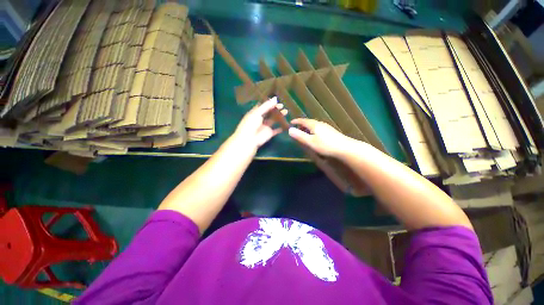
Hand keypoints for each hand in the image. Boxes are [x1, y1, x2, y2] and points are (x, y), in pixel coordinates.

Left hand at [232, 97, 287, 150]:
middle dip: (276, 109)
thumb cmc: (251, 124)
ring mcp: (265, 126)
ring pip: (274, 120)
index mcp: (255, 113)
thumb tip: (276, 98)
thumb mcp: (257, 113)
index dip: (269, 103)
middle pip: (269, 113)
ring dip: (279, 116)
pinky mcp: (269, 133)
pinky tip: (287, 123)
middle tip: (283, 106)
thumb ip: (266, 106)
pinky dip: (281, 127)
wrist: (249, 139)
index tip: (277, 100)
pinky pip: (276, 130)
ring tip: (286, 112)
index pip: (263, 106)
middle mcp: (260, 119)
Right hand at [288, 118, 351, 156]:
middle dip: (301, 125)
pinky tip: (314, 137)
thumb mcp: (310, 142)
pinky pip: (318, 128)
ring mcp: (326, 127)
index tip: (290, 122)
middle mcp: (320, 124)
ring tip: (304, 134)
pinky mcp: (330, 132)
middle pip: (308, 122)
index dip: (296, 121)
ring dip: (307, 128)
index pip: (303, 120)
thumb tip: (289, 130)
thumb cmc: (325, 145)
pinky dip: (312, 131)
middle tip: (296, 130)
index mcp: (314, 125)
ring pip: (314, 125)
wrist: (344, 148)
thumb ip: (300, 136)